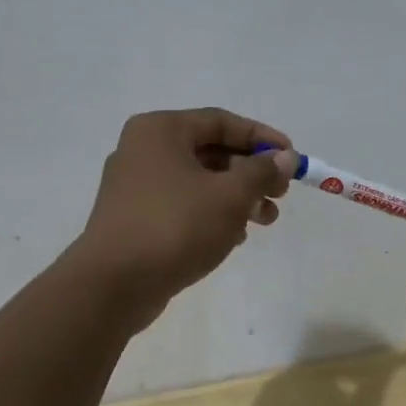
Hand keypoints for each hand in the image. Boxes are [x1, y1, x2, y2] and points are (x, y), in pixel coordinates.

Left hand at [71, 108, 294, 327]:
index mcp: (161, 131)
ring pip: (198, 182)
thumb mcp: (230, 196)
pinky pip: (182, 206)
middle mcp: (143, 150)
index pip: (221, 121)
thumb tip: (284, 157)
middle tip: (281, 195)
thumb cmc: (175, 226)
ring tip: (266, 221)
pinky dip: (212, 215)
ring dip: (237, 197)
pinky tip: (235, 237)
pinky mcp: (134, 219)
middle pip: (210, 151)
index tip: (292, 157)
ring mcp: (135, 186)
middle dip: (251, 173)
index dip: (261, 137)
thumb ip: (261, 172)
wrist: (114, 284)